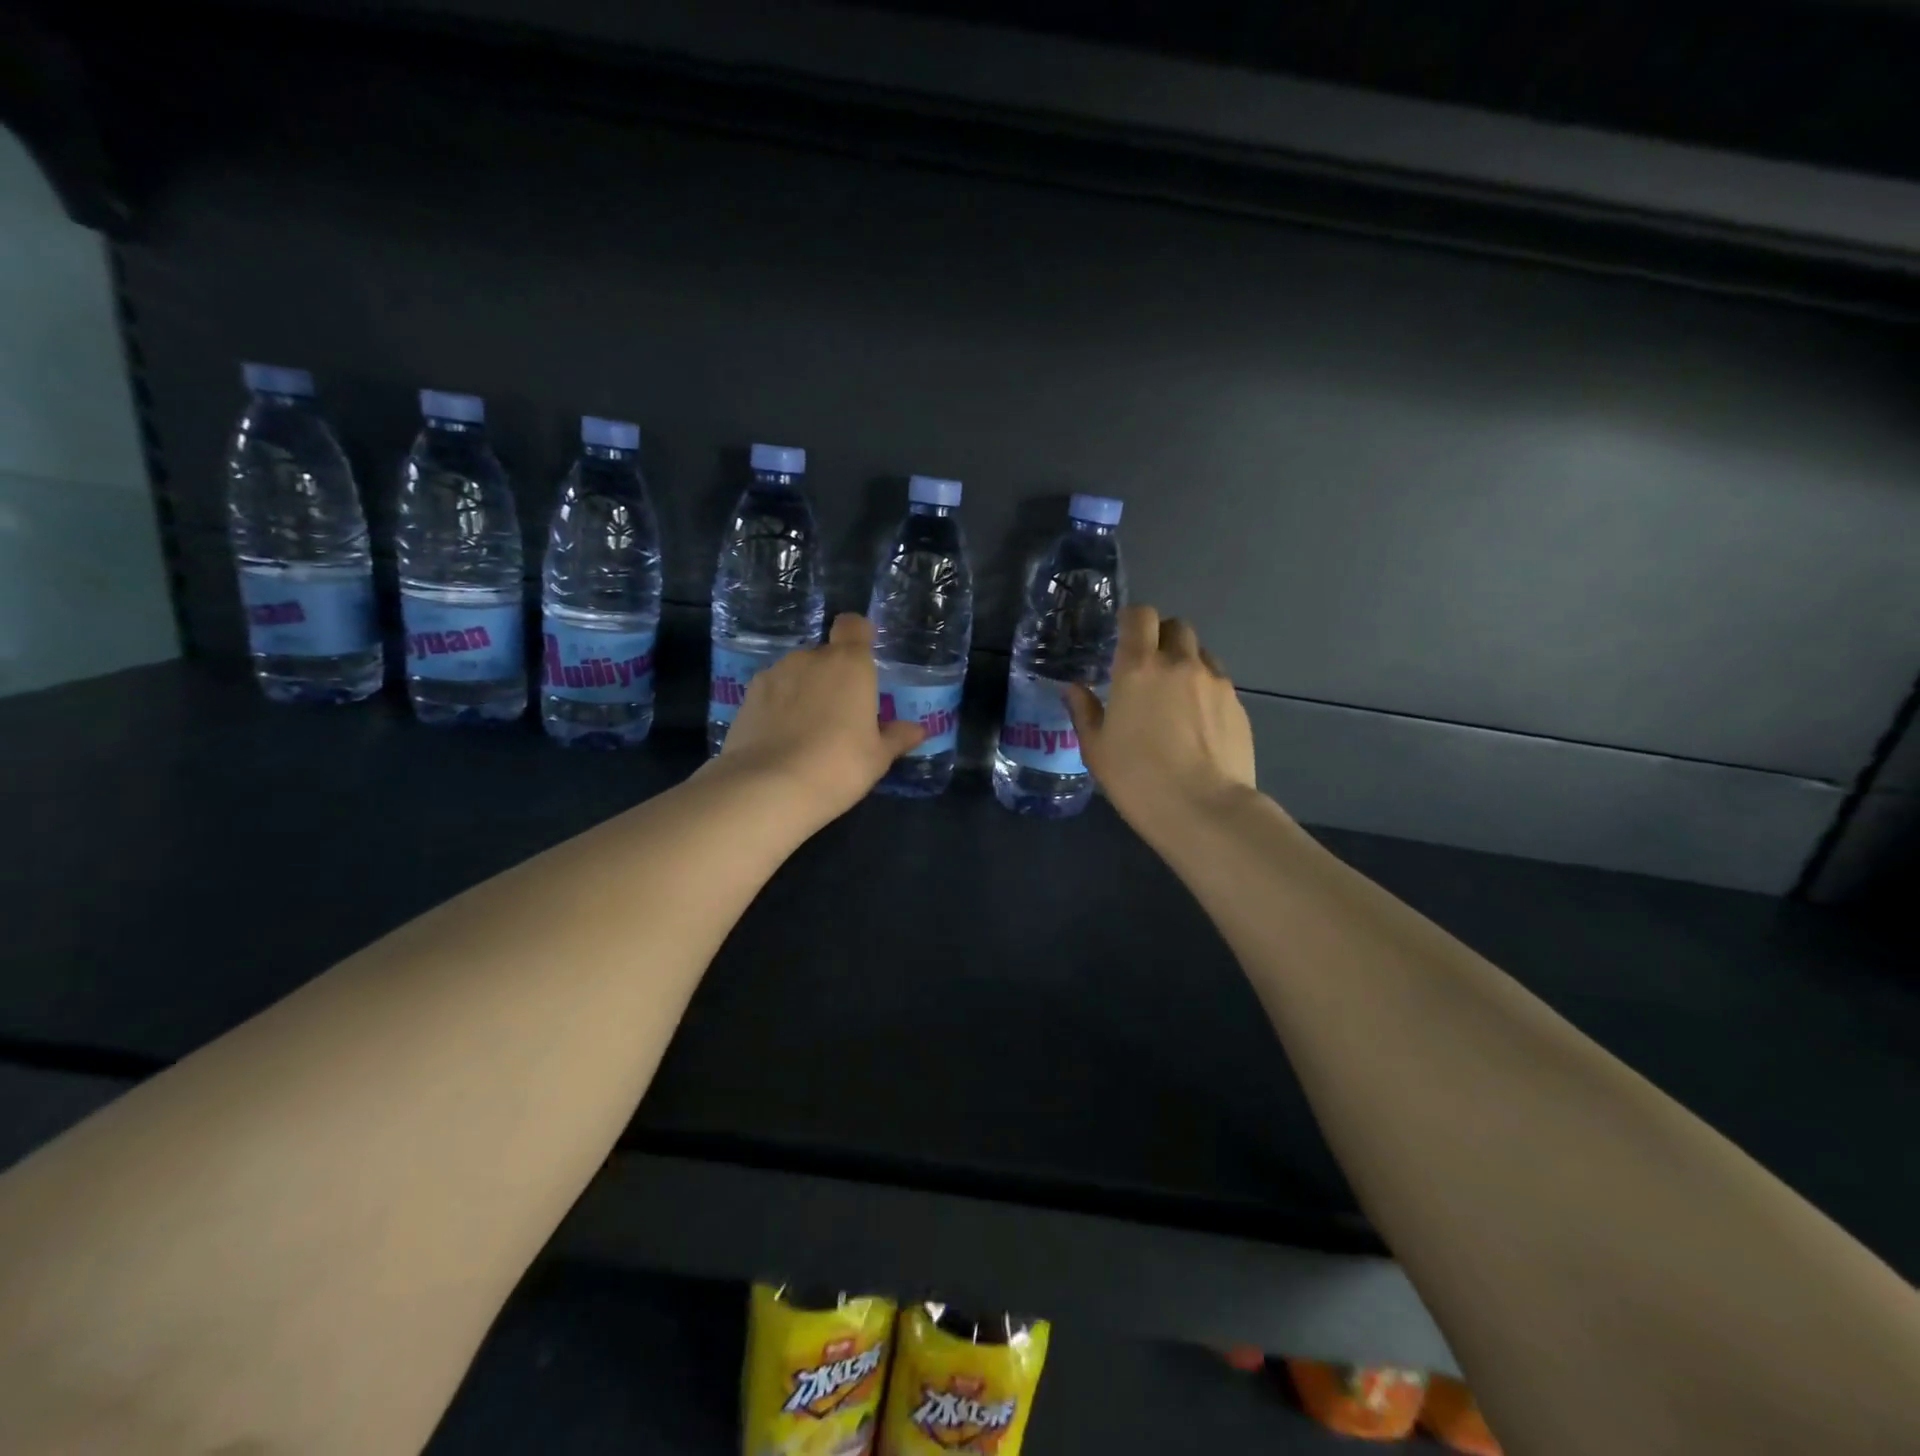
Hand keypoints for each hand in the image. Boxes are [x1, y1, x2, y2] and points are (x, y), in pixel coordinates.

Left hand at [712, 613, 925, 824]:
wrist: (768, 787)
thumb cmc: (838, 766)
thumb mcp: (877, 758)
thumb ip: (897, 737)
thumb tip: (918, 729)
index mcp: (850, 664)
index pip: (853, 626)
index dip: (858, 636)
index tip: (863, 660)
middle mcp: (810, 659)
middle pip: (825, 655)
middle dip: (832, 677)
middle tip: (840, 716)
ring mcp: (774, 675)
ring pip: (796, 674)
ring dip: (804, 692)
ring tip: (807, 732)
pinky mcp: (747, 696)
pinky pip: (772, 693)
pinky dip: (778, 708)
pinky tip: (780, 740)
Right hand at [1066, 606, 1257, 833]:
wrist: (1204, 809)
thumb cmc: (1138, 779)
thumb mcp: (1096, 750)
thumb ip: (1084, 712)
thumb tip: (1074, 689)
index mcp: (1139, 668)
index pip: (1140, 616)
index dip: (1131, 620)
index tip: (1123, 638)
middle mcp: (1180, 664)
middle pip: (1176, 627)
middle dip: (1161, 638)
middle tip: (1148, 668)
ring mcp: (1215, 682)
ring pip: (1201, 653)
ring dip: (1186, 662)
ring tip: (1176, 696)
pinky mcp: (1238, 705)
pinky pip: (1219, 682)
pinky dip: (1205, 689)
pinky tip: (1198, 723)